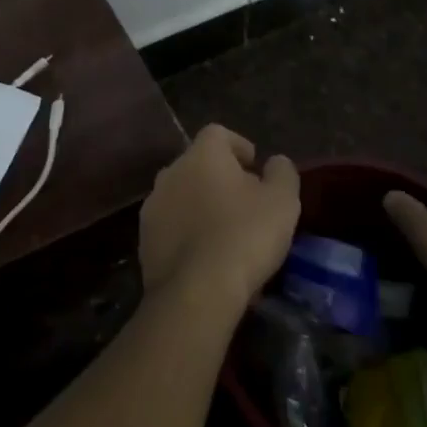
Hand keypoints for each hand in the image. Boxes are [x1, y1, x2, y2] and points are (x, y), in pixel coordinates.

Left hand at [140, 124, 299, 313]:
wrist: (195, 292)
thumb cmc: (244, 236)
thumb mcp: (282, 202)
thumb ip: (282, 173)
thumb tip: (275, 162)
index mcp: (201, 155)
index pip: (218, 133)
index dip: (238, 146)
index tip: (255, 167)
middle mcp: (171, 172)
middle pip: (198, 164)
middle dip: (220, 177)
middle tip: (246, 202)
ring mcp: (153, 206)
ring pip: (182, 195)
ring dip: (201, 205)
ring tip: (226, 232)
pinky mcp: (144, 240)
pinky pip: (171, 226)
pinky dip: (187, 232)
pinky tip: (206, 257)